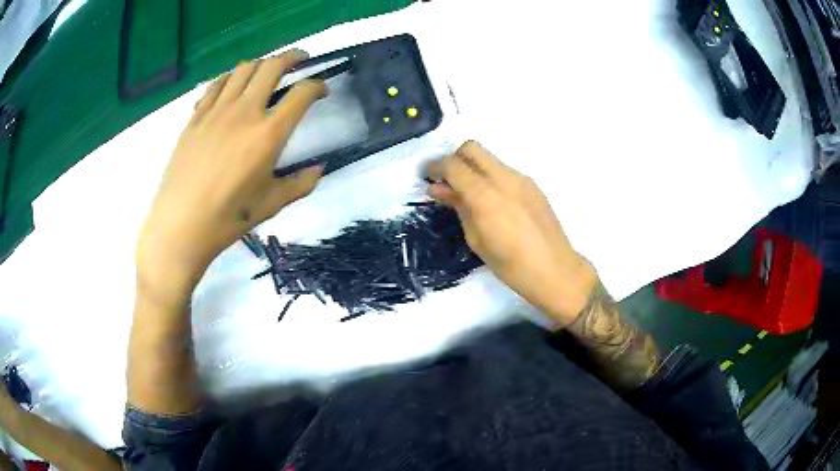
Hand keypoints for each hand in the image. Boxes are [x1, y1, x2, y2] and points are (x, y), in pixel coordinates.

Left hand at [136, 51, 326, 302]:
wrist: (180, 225)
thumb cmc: (228, 218)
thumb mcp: (271, 204)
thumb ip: (300, 183)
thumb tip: (319, 169)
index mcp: (268, 134)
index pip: (302, 94)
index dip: (318, 85)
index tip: (321, 89)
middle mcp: (244, 112)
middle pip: (272, 67)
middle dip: (292, 57)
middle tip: (301, 59)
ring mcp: (216, 111)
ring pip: (243, 69)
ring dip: (261, 63)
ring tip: (267, 70)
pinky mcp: (196, 117)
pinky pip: (216, 85)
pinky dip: (230, 78)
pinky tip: (232, 85)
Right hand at [427, 141, 596, 325]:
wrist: (556, 271)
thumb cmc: (511, 266)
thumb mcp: (476, 240)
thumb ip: (459, 207)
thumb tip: (440, 189)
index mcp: (486, 196)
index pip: (453, 165)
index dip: (435, 168)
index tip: (427, 178)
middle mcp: (504, 179)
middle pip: (472, 149)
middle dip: (454, 159)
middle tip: (447, 182)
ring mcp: (521, 179)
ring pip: (489, 158)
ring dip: (473, 168)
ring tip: (468, 195)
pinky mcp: (532, 185)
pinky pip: (504, 170)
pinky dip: (490, 177)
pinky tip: (491, 201)